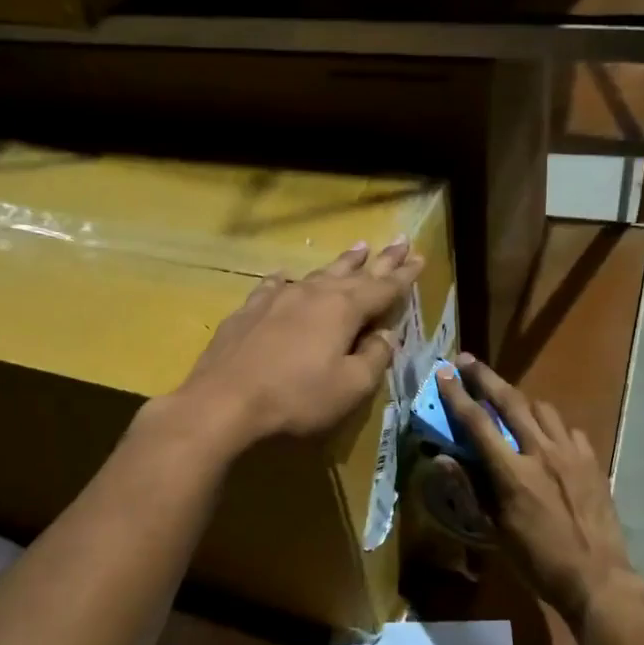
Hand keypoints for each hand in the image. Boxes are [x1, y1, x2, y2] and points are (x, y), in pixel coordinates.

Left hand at [165, 239, 424, 449]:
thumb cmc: (296, 398)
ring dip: (341, 263)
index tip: (421, 258)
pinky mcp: (249, 311)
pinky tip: (286, 277)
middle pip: (354, 272)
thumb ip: (374, 358)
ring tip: (358, 248)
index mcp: (343, 310)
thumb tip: (386, 336)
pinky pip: (275, 285)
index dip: (404, 275)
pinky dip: (288, 280)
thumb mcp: (350, 387)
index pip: (383, 288)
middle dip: (379, 260)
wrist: (223, 402)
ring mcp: (277, 298)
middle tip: (400, 242)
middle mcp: (312, 294)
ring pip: (317, 274)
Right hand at [436, 355, 639, 628]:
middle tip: (468, 361)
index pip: (478, 423)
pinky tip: (547, 436)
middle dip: (485, 378)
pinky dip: (551, 426)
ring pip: (542, 409)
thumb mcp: (496, 532)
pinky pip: (568, 429)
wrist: (597, 577)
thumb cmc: (538, 561)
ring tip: (507, 402)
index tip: (444, 372)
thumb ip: (473, 490)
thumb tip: (445, 460)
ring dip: (520, 400)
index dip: (457, 396)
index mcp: (512, 474)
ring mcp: (571, 454)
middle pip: (510, 401)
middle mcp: (542, 453)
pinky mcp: (592, 461)